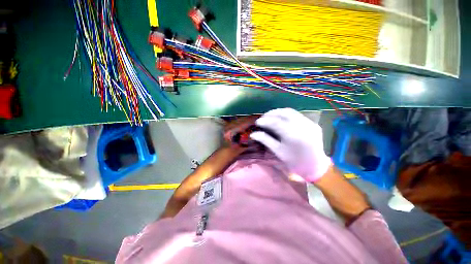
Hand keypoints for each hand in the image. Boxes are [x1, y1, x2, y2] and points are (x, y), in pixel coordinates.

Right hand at [250, 108, 330, 181]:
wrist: (316, 167)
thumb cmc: (295, 162)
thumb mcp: (278, 152)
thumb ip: (266, 140)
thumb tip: (253, 134)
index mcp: (294, 136)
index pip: (276, 122)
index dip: (265, 121)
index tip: (257, 122)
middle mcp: (303, 126)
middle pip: (284, 113)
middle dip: (271, 113)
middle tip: (263, 118)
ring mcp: (310, 124)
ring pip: (291, 112)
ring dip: (279, 112)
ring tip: (270, 116)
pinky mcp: (313, 124)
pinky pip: (298, 115)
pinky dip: (287, 115)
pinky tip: (281, 119)